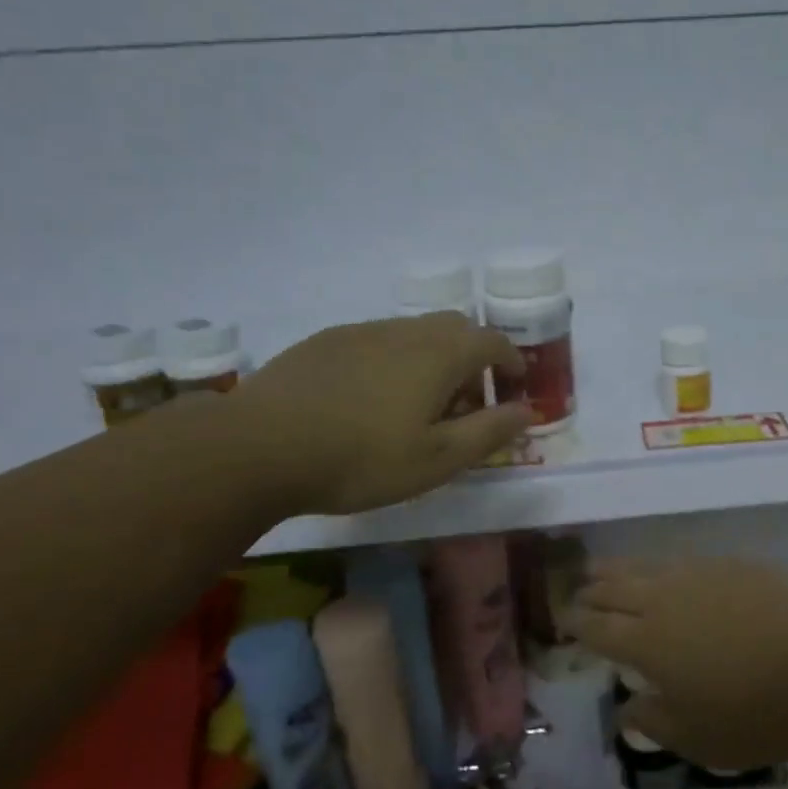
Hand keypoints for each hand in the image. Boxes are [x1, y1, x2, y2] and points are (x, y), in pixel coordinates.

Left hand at [225, 313, 530, 515]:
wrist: (260, 447)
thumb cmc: (361, 459)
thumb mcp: (437, 460)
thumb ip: (489, 432)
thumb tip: (528, 411)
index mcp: (439, 355)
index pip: (492, 342)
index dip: (511, 362)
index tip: (513, 388)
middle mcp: (405, 331)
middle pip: (455, 328)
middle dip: (473, 357)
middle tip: (467, 400)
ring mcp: (361, 332)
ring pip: (413, 333)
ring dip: (432, 359)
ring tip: (419, 404)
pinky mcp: (325, 342)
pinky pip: (377, 341)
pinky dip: (394, 360)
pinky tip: (370, 399)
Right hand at [572, 558, 787, 769]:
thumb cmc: (761, 711)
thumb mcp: (701, 740)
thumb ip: (655, 723)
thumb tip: (625, 710)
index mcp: (648, 642)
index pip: (598, 628)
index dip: (577, 624)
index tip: (563, 621)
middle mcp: (665, 599)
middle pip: (616, 589)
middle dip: (592, 591)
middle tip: (577, 591)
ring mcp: (701, 575)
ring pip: (646, 566)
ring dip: (619, 569)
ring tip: (603, 568)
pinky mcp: (734, 563)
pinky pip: (683, 559)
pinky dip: (663, 565)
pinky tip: (668, 570)